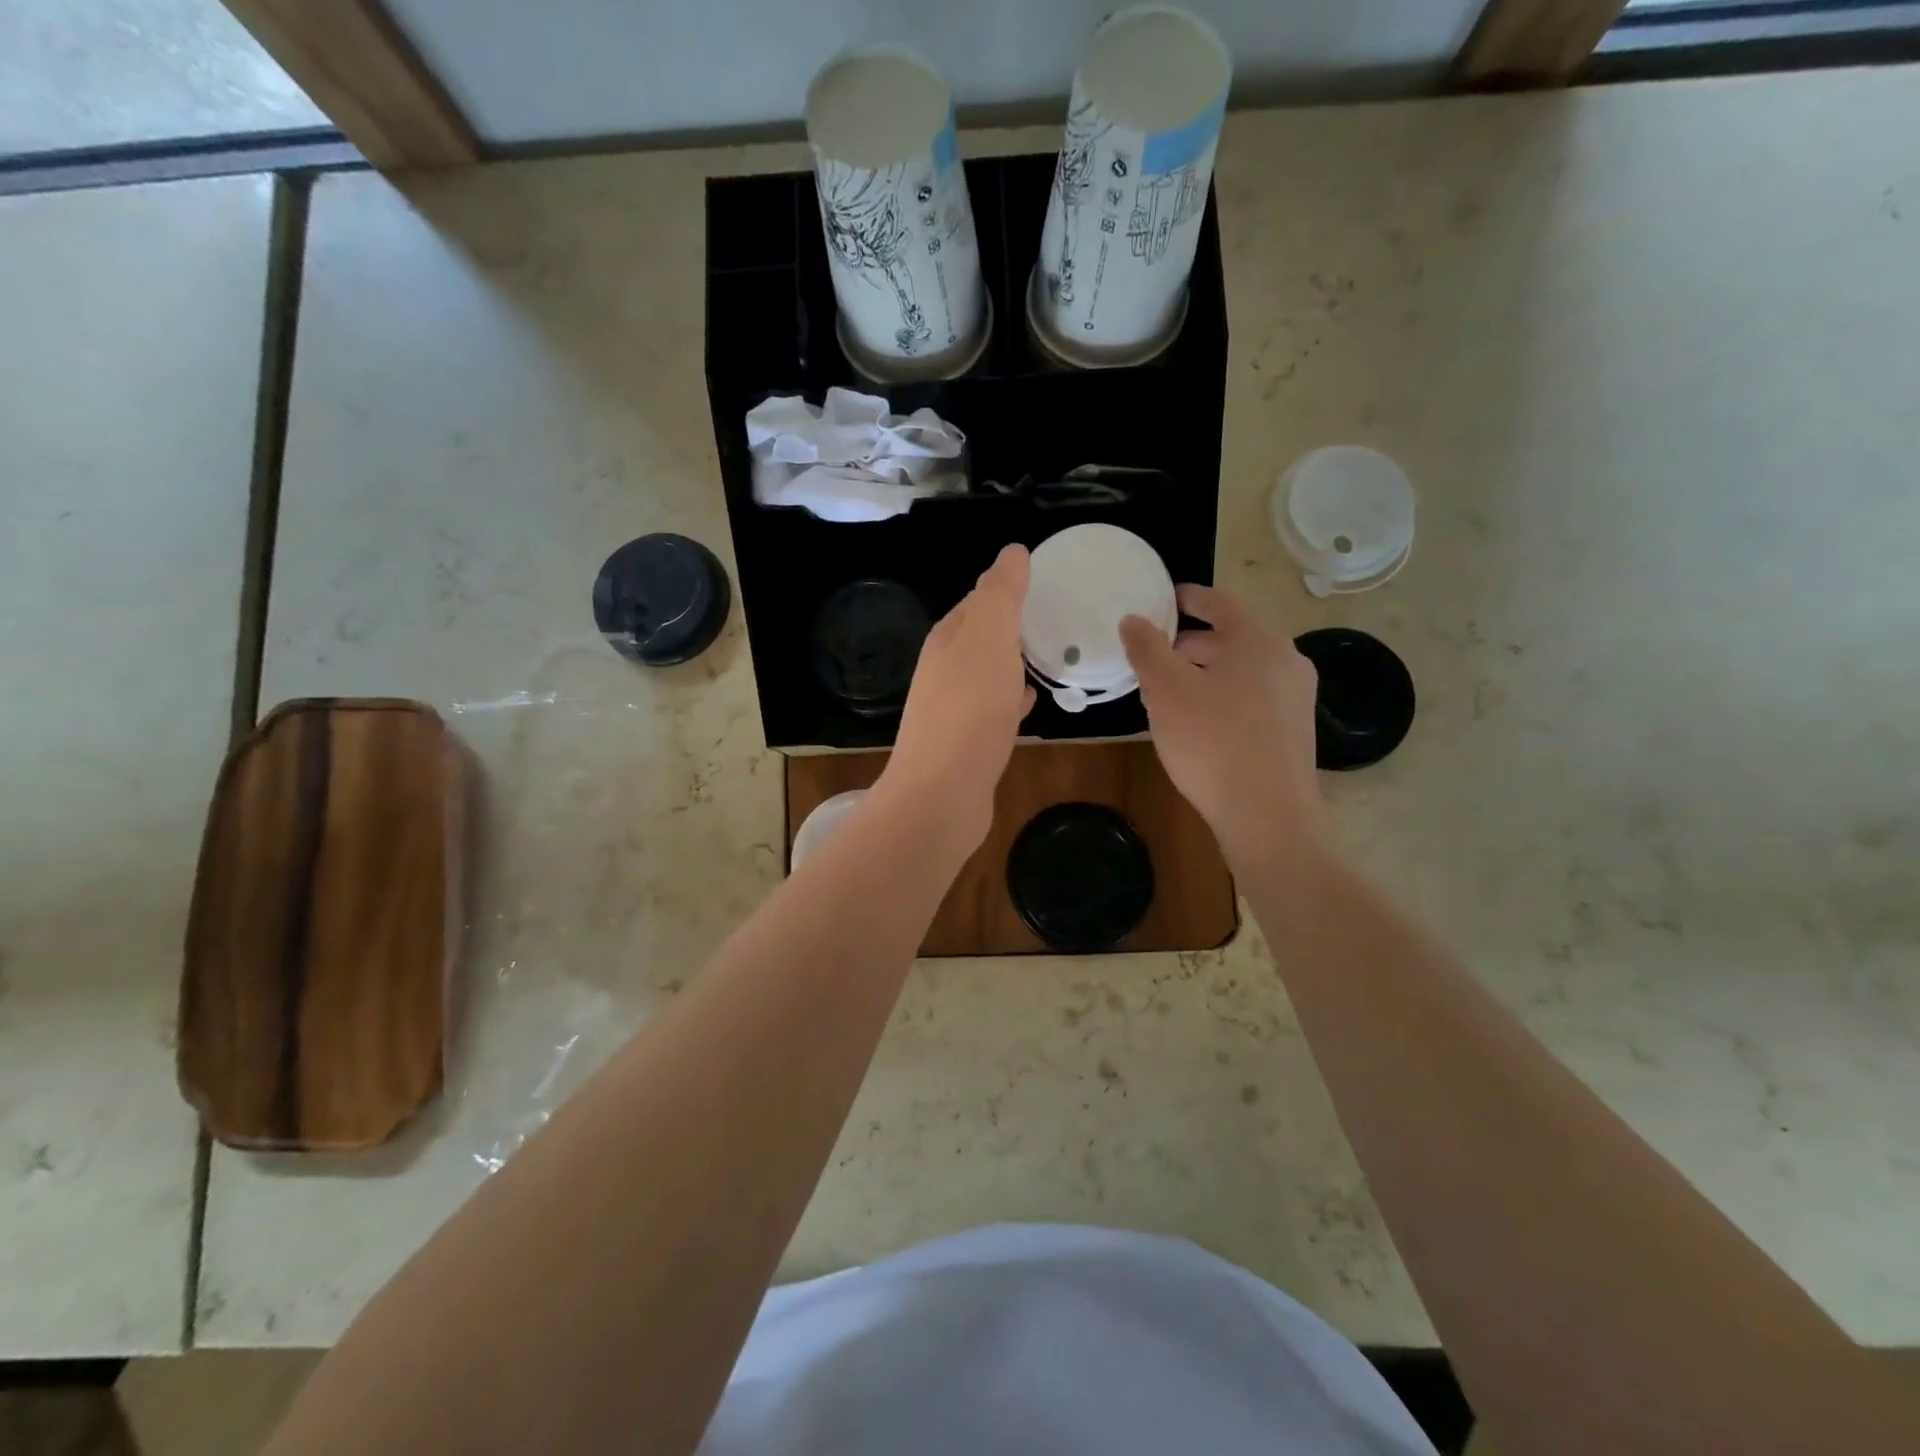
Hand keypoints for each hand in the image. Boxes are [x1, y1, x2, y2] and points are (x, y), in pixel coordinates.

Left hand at [876, 545, 1034, 853]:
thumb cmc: (969, 710)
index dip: (1006, 589)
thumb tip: (1011, 551)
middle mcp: (943, 671)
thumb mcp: (989, 639)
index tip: (1044, 583)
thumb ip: (1001, 594)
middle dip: (1012, 627)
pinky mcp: (966, 743)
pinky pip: (993, 709)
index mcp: (947, 640)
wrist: (942, 794)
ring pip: (988, 674)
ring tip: (1050, 655)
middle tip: (1055, 619)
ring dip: (1013, 663)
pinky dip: (1012, 699)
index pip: (977, 601)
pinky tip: (1032, 703)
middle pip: (981, 638)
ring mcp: (952, 709)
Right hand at [1120, 584, 1324, 869]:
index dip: (1191, 597)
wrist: (1267, 816)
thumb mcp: (1167, 691)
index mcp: (1258, 642)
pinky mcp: (1293, 732)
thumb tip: (1133, 619)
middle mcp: (1286, 662)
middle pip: (1232, 639)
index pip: (1221, 604)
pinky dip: (1222, 696)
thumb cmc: (1213, 742)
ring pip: (1241, 672)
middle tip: (1156, 652)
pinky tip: (1197, 722)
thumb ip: (1147, 649)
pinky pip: (1251, 698)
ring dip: (1205, 673)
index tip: (1168, 597)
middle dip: (1192, 643)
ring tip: (1169, 690)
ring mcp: (1295, 699)